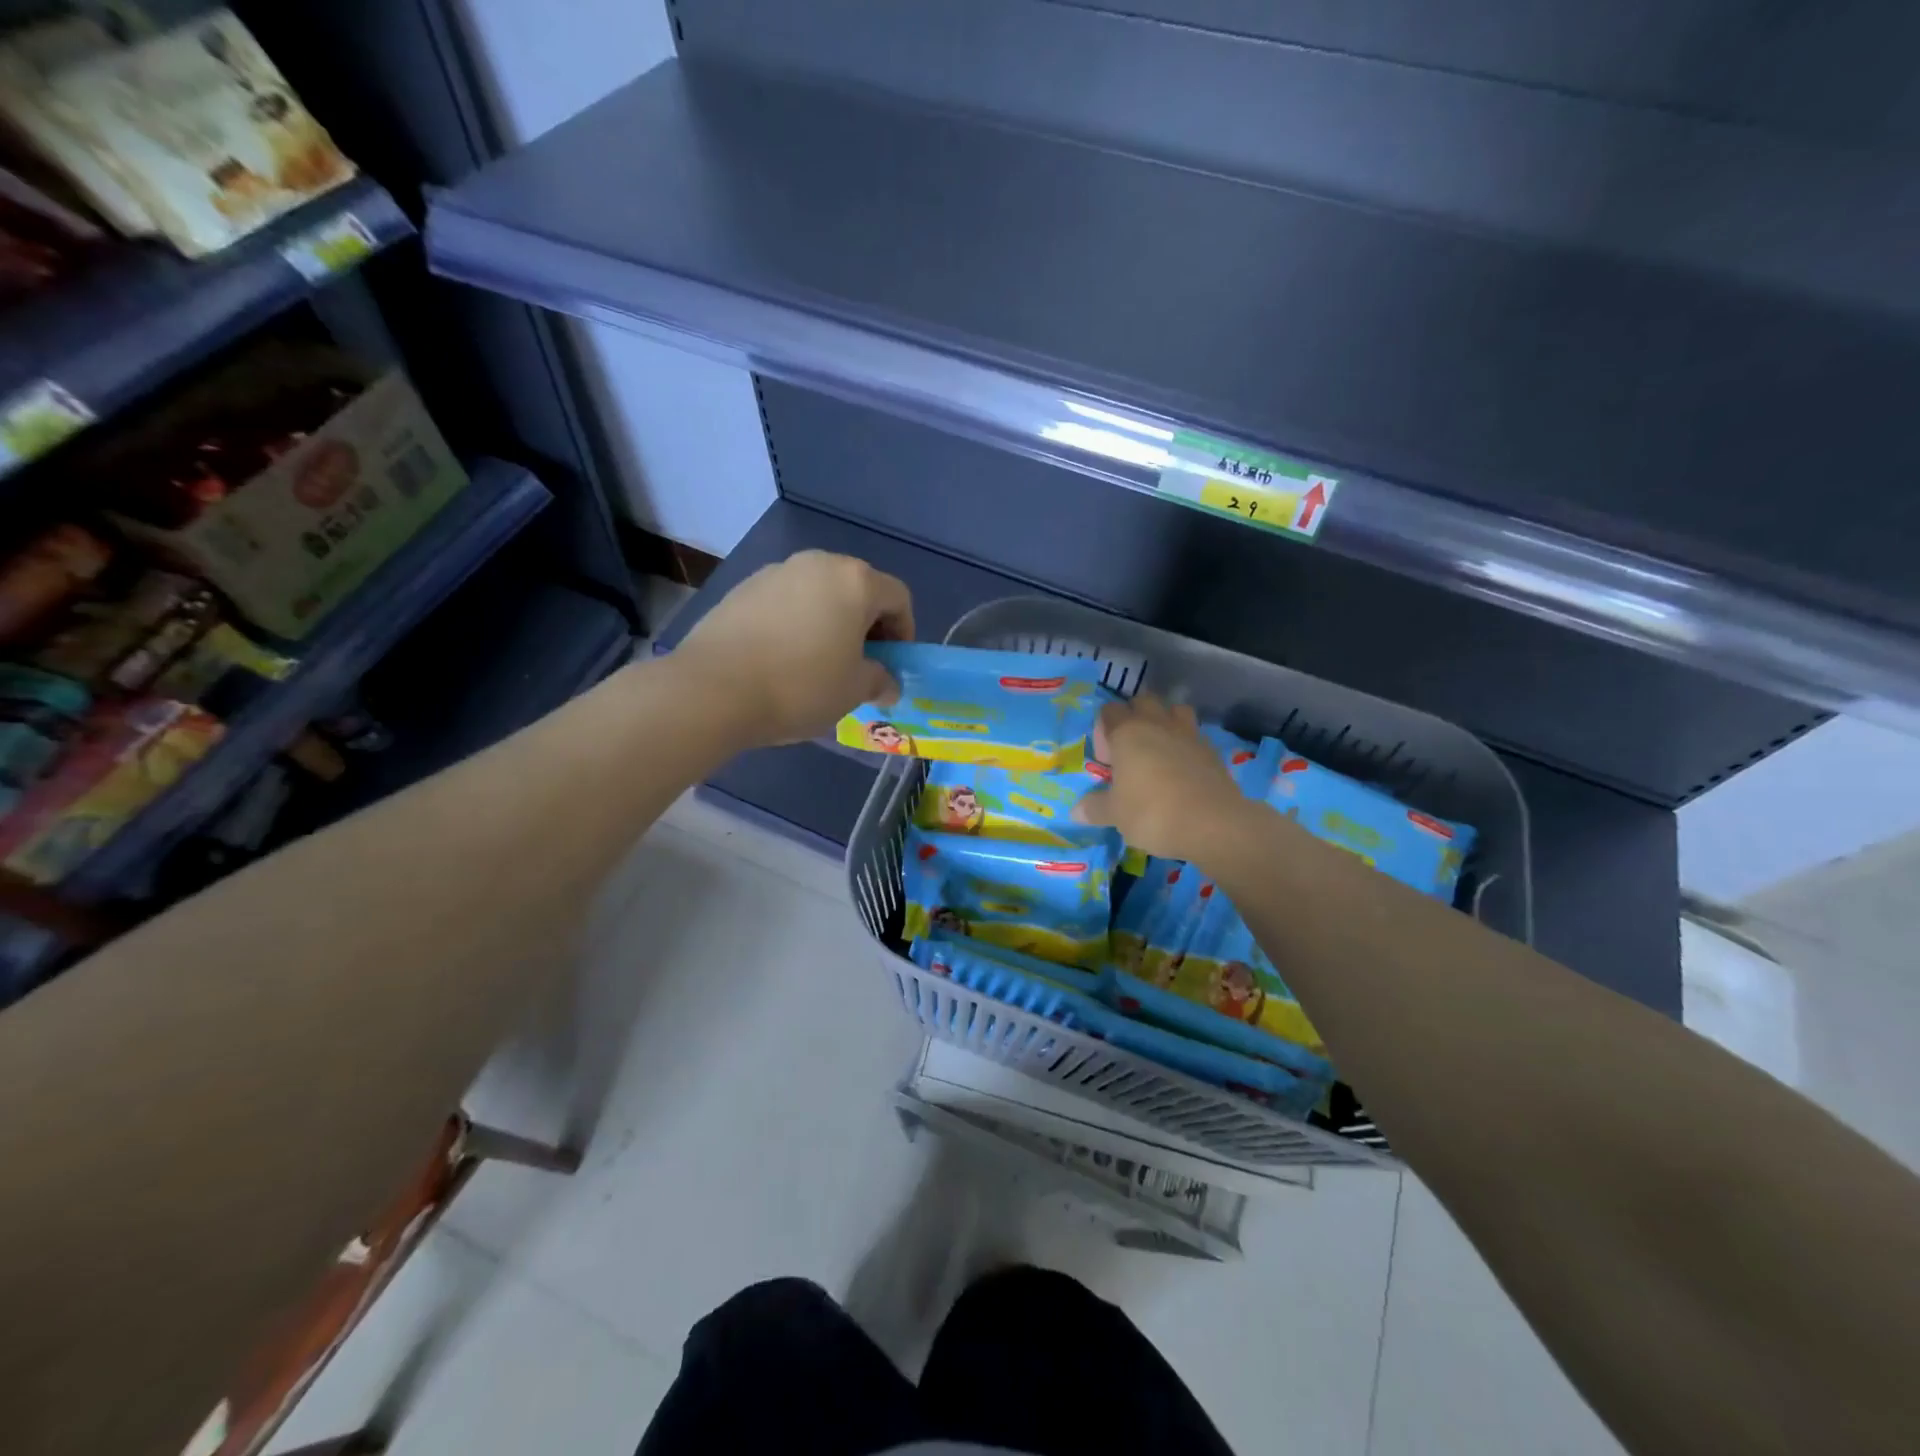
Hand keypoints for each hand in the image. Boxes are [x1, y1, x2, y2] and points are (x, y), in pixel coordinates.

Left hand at [674, 550, 914, 746]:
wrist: (713, 689)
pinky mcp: (742, 588)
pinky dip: (796, 624)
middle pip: (857, 589)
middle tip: (861, 664)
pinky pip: (785, 602)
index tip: (893, 665)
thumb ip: (879, 680)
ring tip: (819, 663)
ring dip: (830, 623)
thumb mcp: (854, 691)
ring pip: (819, 594)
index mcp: (855, 581)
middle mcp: (817, 564)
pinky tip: (782, 658)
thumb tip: (887, 682)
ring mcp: (775, 572)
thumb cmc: (801, 686)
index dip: (904, 632)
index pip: (898, 598)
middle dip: (867, 625)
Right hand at [1073, 693, 1248, 861]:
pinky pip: (1194, 735)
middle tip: (1129, 749)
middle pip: (1143, 701)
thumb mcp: (1115, 814)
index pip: (1109, 711)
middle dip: (1134, 716)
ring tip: (1159, 750)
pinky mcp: (1212, 751)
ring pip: (1175, 710)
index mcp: (1127, 732)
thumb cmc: (1151, 812)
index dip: (1103, 729)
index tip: (1106, 760)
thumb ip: (1095, 808)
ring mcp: (1188, 734)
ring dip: (1165, 721)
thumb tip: (1076, 811)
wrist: (1212, 824)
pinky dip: (1186, 744)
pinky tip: (1182, 769)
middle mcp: (1157, 724)